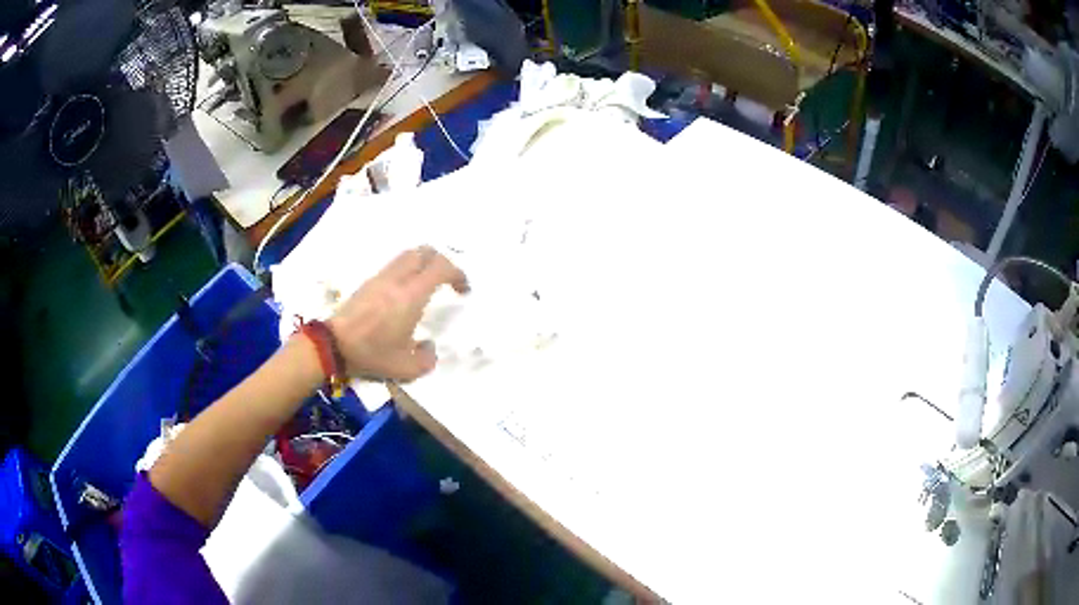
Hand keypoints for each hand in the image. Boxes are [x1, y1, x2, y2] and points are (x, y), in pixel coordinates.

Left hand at [328, 246, 467, 381]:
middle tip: (447, 280)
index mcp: (411, 295)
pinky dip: (407, 270)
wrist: (333, 345)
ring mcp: (381, 277)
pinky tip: (405, 293)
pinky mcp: (368, 282)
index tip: (463, 290)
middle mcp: (397, 279)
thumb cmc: (372, 353)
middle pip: (424, 252)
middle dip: (441, 262)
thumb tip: (429, 347)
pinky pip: (394, 265)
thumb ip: (427, 360)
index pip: (441, 268)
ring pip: (407, 255)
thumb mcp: (406, 368)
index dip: (458, 274)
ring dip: (423, 264)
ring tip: (428, 284)